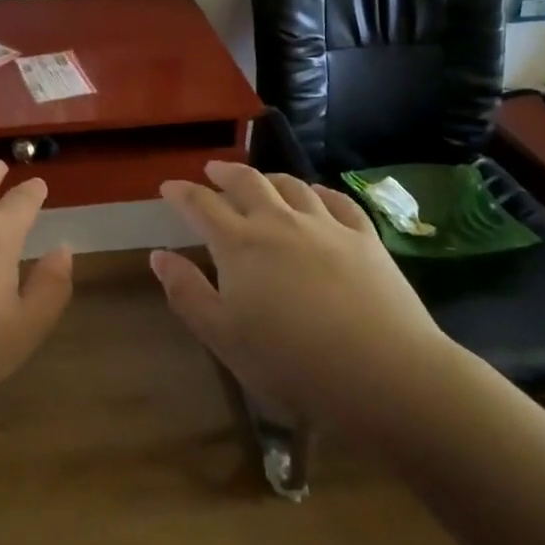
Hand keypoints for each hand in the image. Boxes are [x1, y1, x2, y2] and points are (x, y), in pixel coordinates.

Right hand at [151, 161, 461, 440]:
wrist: (385, 374)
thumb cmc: (292, 363)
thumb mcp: (224, 337)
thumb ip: (187, 293)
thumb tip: (159, 255)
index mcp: (239, 245)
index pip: (202, 205)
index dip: (182, 192)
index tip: (169, 186)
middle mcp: (279, 222)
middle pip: (247, 182)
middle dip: (224, 173)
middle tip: (212, 171)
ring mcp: (326, 225)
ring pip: (291, 185)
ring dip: (269, 178)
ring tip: (261, 181)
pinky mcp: (365, 238)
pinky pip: (337, 200)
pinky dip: (318, 191)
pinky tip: (316, 195)